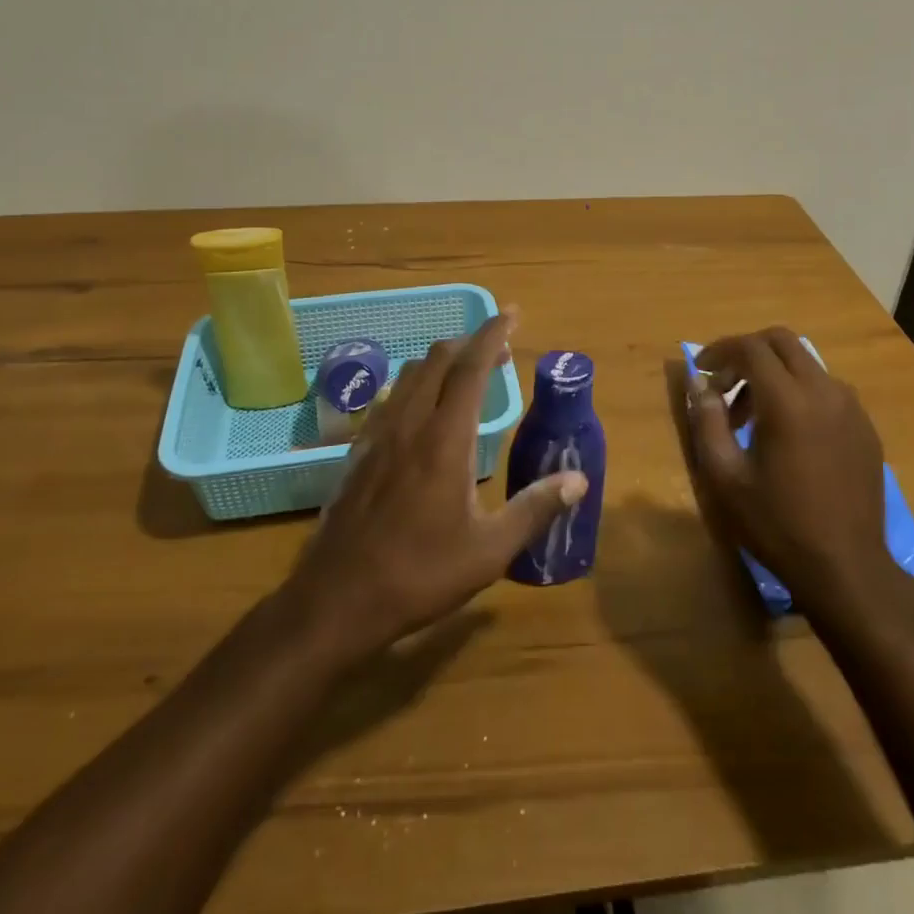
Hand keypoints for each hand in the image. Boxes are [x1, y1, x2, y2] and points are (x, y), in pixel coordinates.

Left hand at [281, 309, 587, 663]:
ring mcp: (378, 434)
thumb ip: (535, 508)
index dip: (493, 334)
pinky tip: (422, 412)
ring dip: (441, 362)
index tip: (512, 313)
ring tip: (465, 377)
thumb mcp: (489, 550)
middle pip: (438, 359)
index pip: (471, 366)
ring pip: (410, 374)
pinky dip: (414, 386)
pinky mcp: (357, 451)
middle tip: (499, 353)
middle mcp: (410, 423)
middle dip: (470, 343)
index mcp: (445, 438)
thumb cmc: (419, 574)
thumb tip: (578, 480)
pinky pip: (390, 398)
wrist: (336, 600)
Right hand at [687, 328, 906, 623]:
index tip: (701, 371)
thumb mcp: (726, 476)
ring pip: (805, 363)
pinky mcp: (865, 426)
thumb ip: (708, 421)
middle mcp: (824, 391)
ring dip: (773, 373)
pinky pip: (826, 388)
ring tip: (753, 417)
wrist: (846, 568)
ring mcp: (851, 407)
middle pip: (781, 341)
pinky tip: (788, 433)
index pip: (750, 348)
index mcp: (788, 400)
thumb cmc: (777, 524)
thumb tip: (699, 383)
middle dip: (747, 353)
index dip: (719, 350)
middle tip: (725, 386)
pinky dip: (799, 391)